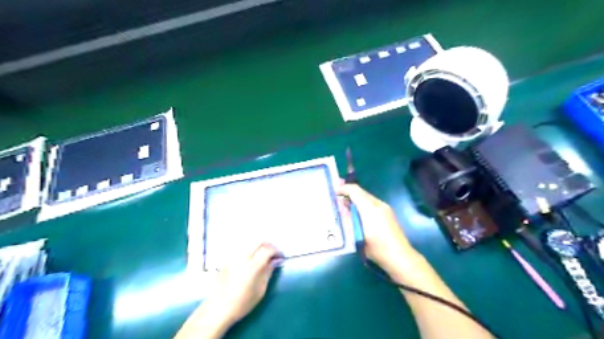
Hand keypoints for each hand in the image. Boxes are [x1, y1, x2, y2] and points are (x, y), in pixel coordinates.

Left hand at [177, 242, 280, 337]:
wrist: (219, 308)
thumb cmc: (243, 303)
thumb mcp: (260, 290)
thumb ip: (268, 271)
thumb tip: (275, 260)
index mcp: (252, 267)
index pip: (267, 250)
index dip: (277, 251)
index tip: (281, 257)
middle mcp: (242, 258)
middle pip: (258, 242)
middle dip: (269, 245)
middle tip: (274, 253)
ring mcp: (234, 257)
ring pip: (250, 242)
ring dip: (260, 245)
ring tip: (264, 254)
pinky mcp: (228, 259)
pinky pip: (242, 247)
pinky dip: (251, 248)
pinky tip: (253, 257)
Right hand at [338, 183, 418, 275]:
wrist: (400, 258)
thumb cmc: (377, 249)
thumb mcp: (357, 235)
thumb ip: (348, 219)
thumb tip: (340, 206)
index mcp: (370, 208)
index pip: (354, 190)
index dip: (343, 189)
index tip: (333, 193)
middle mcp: (379, 204)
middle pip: (361, 192)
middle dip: (348, 193)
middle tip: (336, 198)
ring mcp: (385, 208)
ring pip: (366, 197)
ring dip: (355, 199)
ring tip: (344, 206)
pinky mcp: (388, 213)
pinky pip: (372, 203)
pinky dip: (362, 204)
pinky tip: (357, 214)